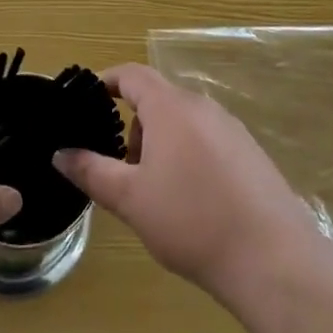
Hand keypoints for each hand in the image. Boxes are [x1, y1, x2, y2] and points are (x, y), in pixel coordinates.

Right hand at [53, 64, 319, 302]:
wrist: (272, 258)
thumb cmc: (192, 221)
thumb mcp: (130, 199)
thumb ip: (91, 171)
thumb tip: (60, 153)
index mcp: (170, 107)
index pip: (132, 75)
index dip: (107, 81)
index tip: (89, 100)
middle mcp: (202, 106)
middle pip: (158, 99)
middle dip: (135, 126)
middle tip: (123, 169)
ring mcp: (231, 128)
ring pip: (183, 121)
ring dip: (161, 143)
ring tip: (156, 192)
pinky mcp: (251, 153)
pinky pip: (208, 139)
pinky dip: (189, 155)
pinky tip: (193, 201)